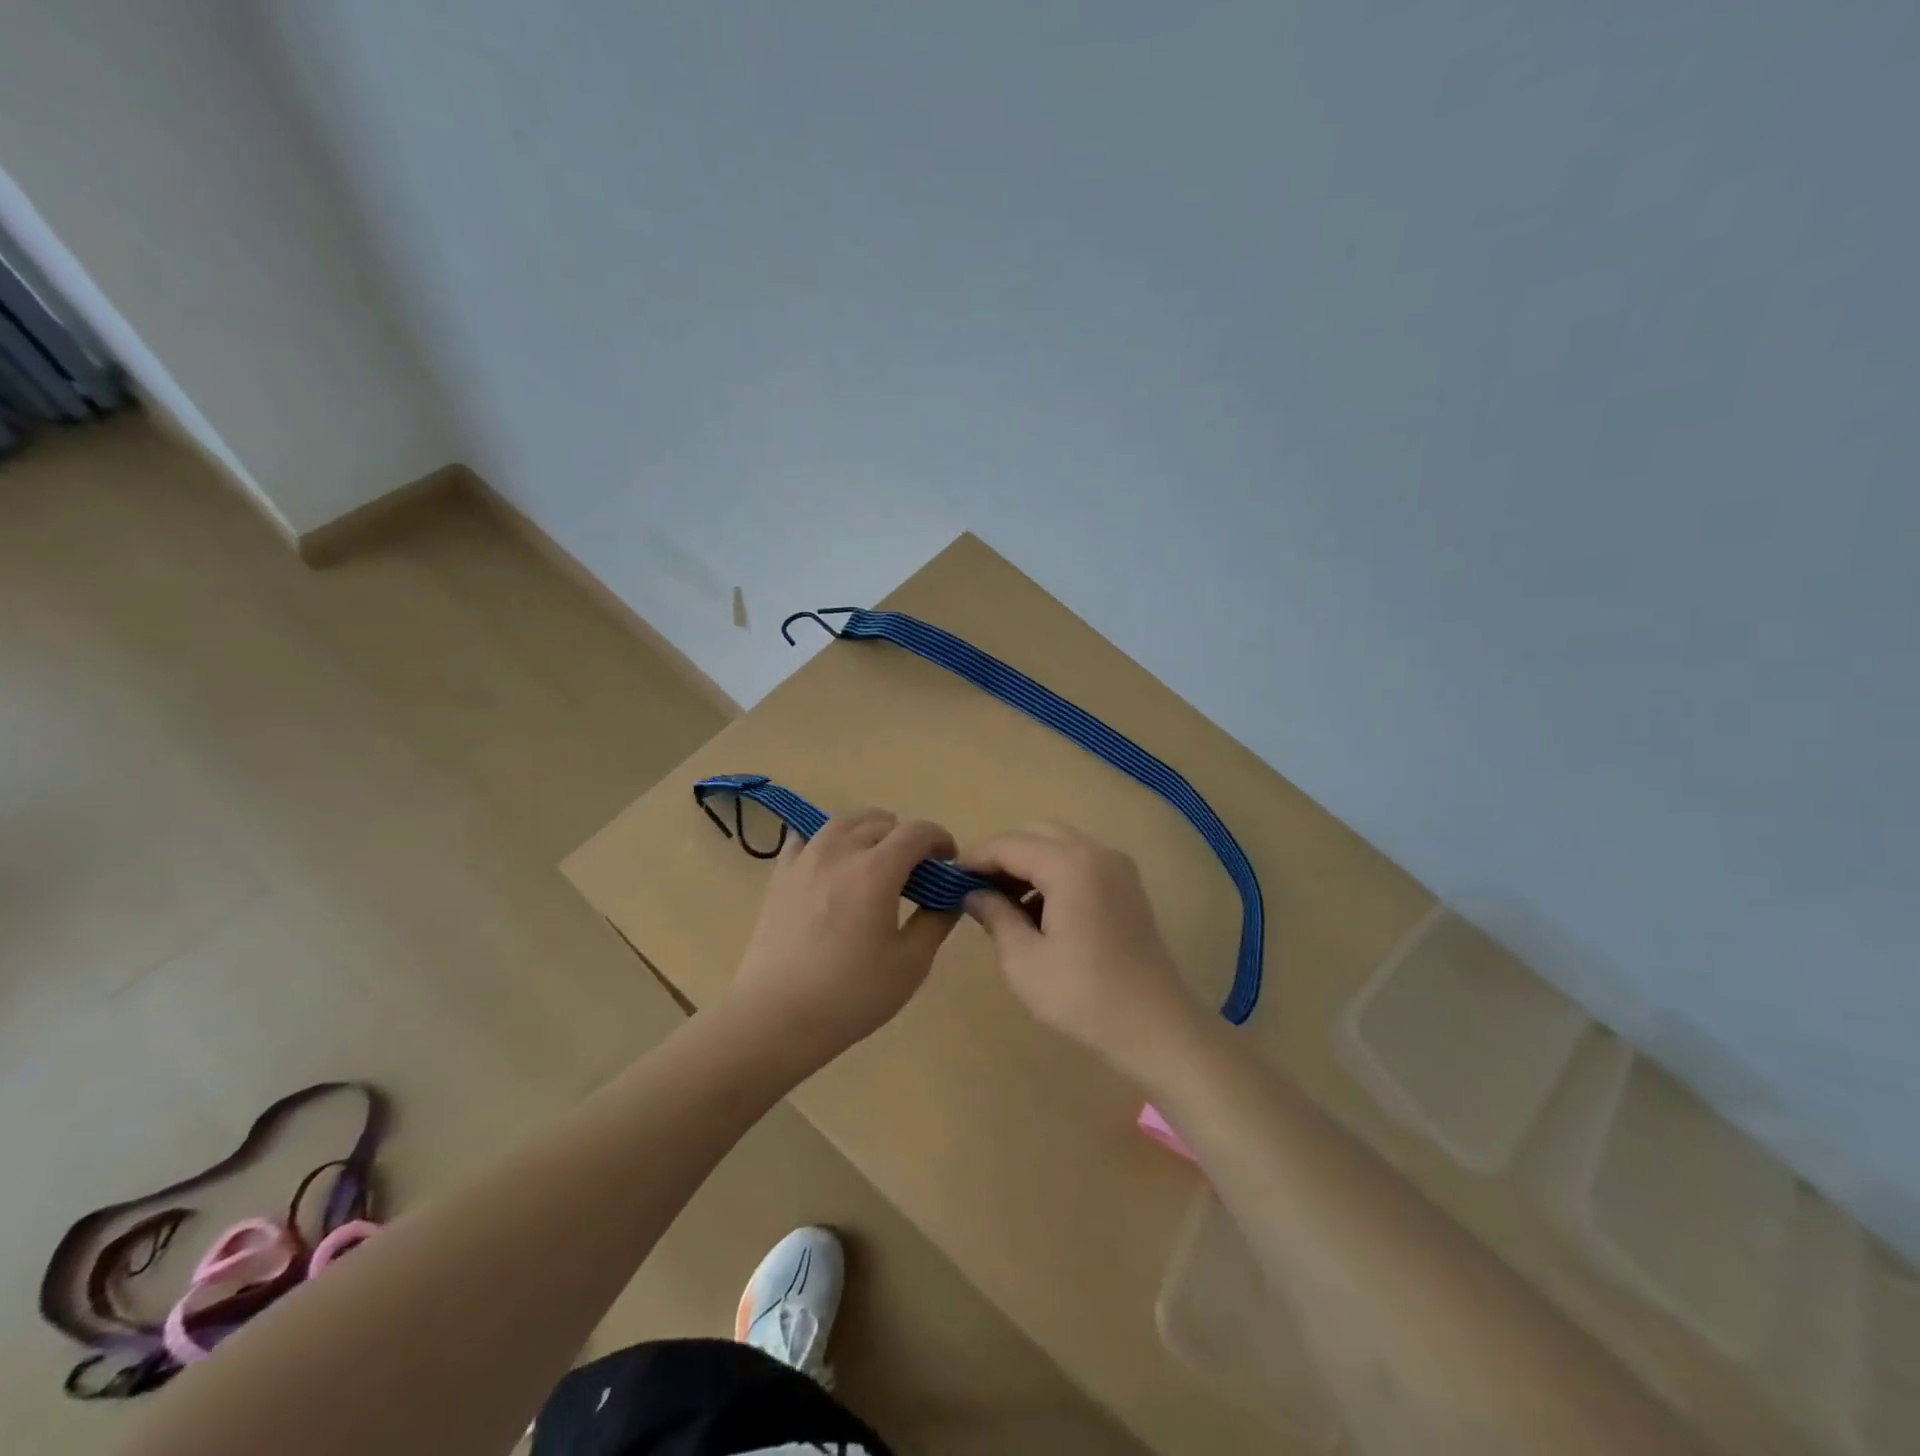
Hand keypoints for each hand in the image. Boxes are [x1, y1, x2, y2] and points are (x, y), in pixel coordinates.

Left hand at [727, 807, 959, 1075]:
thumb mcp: (910, 964)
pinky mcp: (780, 875)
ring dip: (868, 831)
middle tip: (914, 871)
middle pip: (881, 821)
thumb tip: (950, 897)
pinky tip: (832, 867)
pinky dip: (827, 842)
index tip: (948, 864)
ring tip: (875, 862)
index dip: (940, 840)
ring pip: (843, 822)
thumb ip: (936, 922)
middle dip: (906, 837)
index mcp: (877, 870)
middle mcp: (840, 851)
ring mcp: (805, 859)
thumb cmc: (851, 994)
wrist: (776, 1017)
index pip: (917, 831)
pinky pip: (807, 838)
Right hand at [959, 824, 1209, 1083]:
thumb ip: (994, 915)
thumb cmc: (1083, 996)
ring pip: (1059, 845)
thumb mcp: (1024, 960)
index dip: (975, 858)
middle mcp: (1096, 852)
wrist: (1156, 1026)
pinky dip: (1053, 873)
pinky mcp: (1127, 885)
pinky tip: (1037, 911)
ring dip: (1027, 864)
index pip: (1009, 844)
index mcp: (1070, 865)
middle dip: (1002, 856)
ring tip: (1001, 903)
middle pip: (1036, 834)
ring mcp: (1117, 866)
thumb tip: (972, 893)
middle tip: (974, 889)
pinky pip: (1080, 862)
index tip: (947, 878)